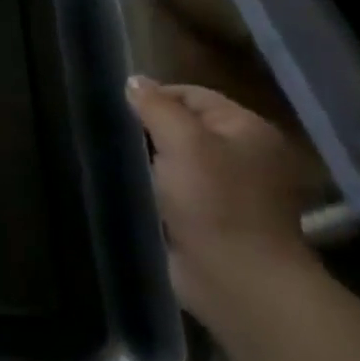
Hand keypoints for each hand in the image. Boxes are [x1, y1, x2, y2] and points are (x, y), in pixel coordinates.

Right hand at [125, 76, 321, 325]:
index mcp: (248, 129)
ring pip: (176, 160)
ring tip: (112, 159)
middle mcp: (244, 155)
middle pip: (184, 127)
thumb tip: (133, 81)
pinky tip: (128, 189)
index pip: (193, 94)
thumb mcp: (183, 142)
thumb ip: (156, 107)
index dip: (155, 97)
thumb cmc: (214, 202)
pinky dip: (153, 188)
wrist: (236, 279)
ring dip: (148, 161)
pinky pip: (174, 190)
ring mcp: (229, 190)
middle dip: (148, 130)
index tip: (117, 110)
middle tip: (111, 135)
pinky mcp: (210, 219)